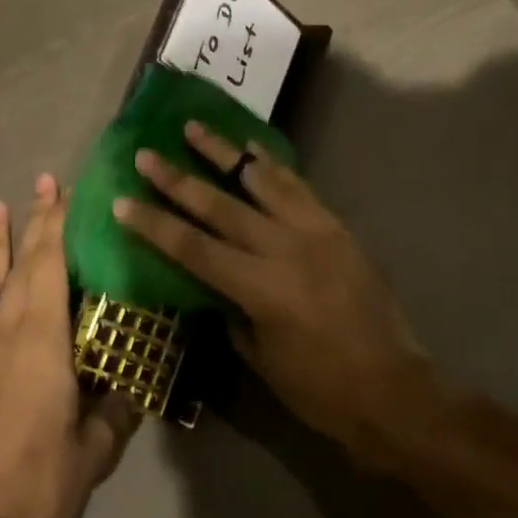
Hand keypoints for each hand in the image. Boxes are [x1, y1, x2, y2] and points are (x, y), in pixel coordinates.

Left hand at [0, 176, 139, 517]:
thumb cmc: (36, 484)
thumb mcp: (93, 451)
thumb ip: (116, 411)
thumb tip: (136, 385)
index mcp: (42, 338)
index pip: (50, 264)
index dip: (56, 223)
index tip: (61, 188)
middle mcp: (4, 331)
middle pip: (19, 264)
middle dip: (32, 221)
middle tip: (39, 183)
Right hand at [113, 126, 439, 463]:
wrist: (394, 389)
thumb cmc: (320, 389)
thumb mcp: (262, 360)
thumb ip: (232, 312)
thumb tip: (213, 284)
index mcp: (259, 288)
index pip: (192, 247)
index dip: (154, 224)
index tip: (123, 201)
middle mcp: (283, 248)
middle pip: (219, 205)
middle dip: (177, 178)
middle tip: (146, 153)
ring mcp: (313, 231)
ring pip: (260, 181)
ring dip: (224, 152)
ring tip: (194, 127)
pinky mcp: (336, 227)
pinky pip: (298, 186)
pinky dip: (271, 165)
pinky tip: (252, 148)